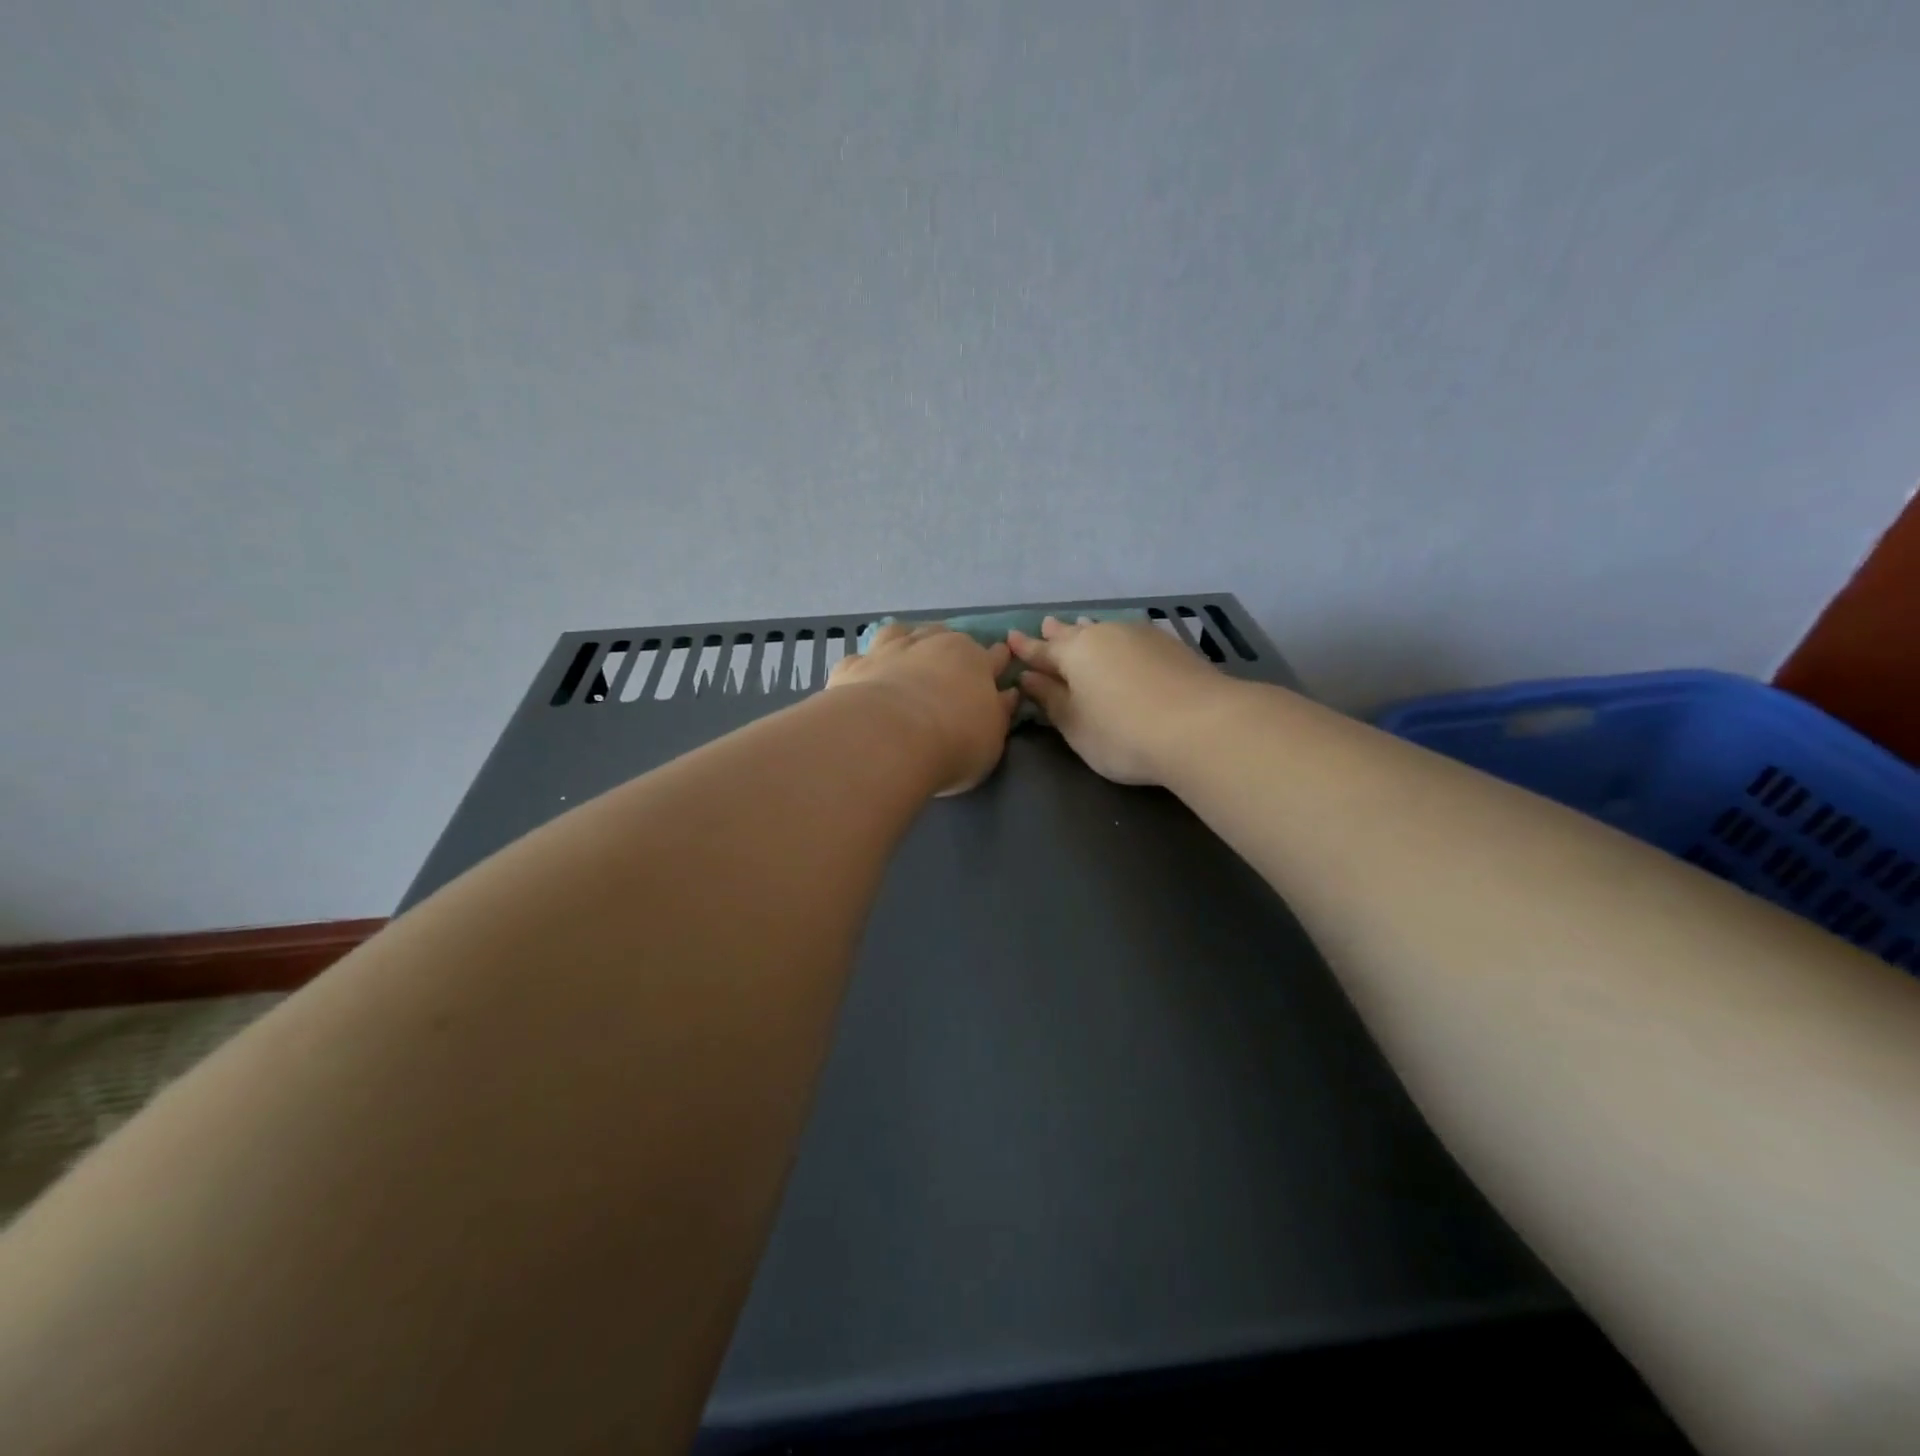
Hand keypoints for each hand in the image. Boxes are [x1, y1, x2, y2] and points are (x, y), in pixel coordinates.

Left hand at [827, 623, 1019, 794]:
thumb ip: (999, 713)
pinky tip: (864, 679)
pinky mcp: (853, 667)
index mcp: (973, 659)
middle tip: (945, 670)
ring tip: (903, 659)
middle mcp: (931, 644)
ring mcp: (888, 650)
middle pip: (944, 635)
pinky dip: (866, 666)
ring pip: (899, 632)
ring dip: (904, 642)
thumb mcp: (992, 739)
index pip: (994, 655)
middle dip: (947, 648)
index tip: (998, 670)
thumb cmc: (952, 742)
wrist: (886, 740)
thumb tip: (1007, 694)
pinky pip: (861, 658)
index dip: (997, 663)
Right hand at [1007, 616, 1230, 785]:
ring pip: (1105, 630)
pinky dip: (1119, 641)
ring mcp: (1142, 637)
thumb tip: (1029, 677)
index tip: (1010, 638)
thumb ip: (1050, 699)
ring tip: (1081, 625)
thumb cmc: (1123, 734)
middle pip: (1075, 633)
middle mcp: (1105, 635)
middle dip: (1058, 633)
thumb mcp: (1075, 725)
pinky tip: (1124, 644)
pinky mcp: (1171, 646)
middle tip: (1045, 625)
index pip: (1042, 650)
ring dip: (1089, 630)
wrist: (1201, 728)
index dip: (1025, 648)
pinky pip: (1131, 637)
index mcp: (1075, 653)